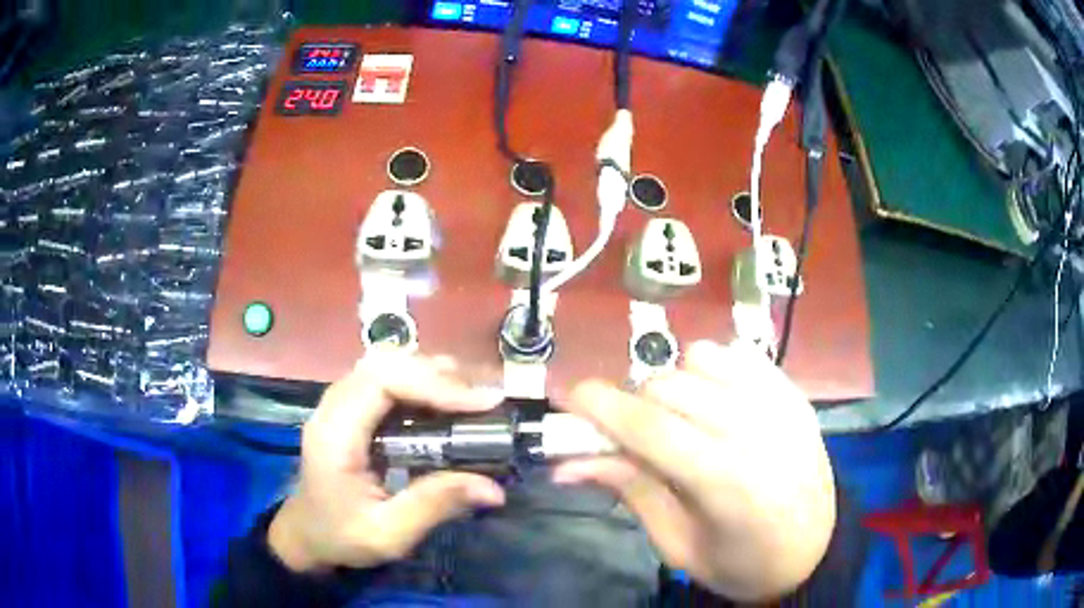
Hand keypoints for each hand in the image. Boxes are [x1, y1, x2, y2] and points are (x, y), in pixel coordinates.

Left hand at [268, 355, 505, 572]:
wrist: (307, 535)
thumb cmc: (342, 536)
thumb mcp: (388, 534)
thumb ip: (434, 506)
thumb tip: (493, 488)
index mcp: (335, 435)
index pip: (380, 382)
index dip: (431, 383)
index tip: (479, 403)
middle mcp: (332, 408)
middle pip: (383, 364)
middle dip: (436, 374)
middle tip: (480, 399)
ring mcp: (337, 404)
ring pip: (383, 365)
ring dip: (428, 373)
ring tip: (468, 397)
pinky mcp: (348, 409)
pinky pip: (383, 379)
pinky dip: (417, 382)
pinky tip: (441, 402)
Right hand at [553, 341, 834, 600]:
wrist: (814, 550)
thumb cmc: (741, 563)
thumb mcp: (677, 544)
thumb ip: (628, 490)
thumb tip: (566, 463)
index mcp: (726, 482)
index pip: (649, 427)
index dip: (600, 406)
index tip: (569, 397)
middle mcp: (757, 431)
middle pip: (669, 386)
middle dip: (633, 403)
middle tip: (628, 435)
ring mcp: (781, 404)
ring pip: (701, 358)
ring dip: (673, 384)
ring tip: (677, 419)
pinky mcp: (794, 393)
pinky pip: (737, 353)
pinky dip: (711, 369)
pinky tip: (713, 402)